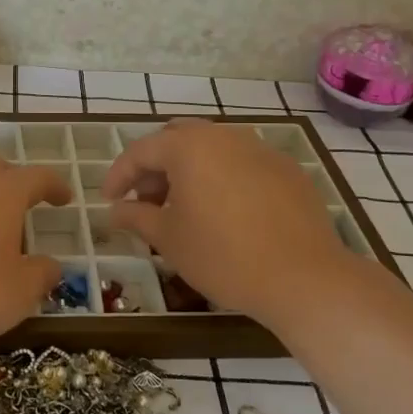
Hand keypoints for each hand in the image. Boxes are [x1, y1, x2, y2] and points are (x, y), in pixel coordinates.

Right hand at [104, 120, 356, 327]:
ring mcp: (260, 149)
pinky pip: (242, 164)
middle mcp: (224, 136)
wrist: (304, 277)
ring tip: (184, 208)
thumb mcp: (169, 239)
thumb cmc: (223, 256)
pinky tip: (225, 213)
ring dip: (189, 171)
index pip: (141, 151)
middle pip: (177, 140)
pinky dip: (222, 179)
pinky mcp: (287, 170)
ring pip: (212, 149)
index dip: (118, 175)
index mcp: (189, 147)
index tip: (108, 200)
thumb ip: (136, 217)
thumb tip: (115, 211)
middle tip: (146, 201)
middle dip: (155, 167)